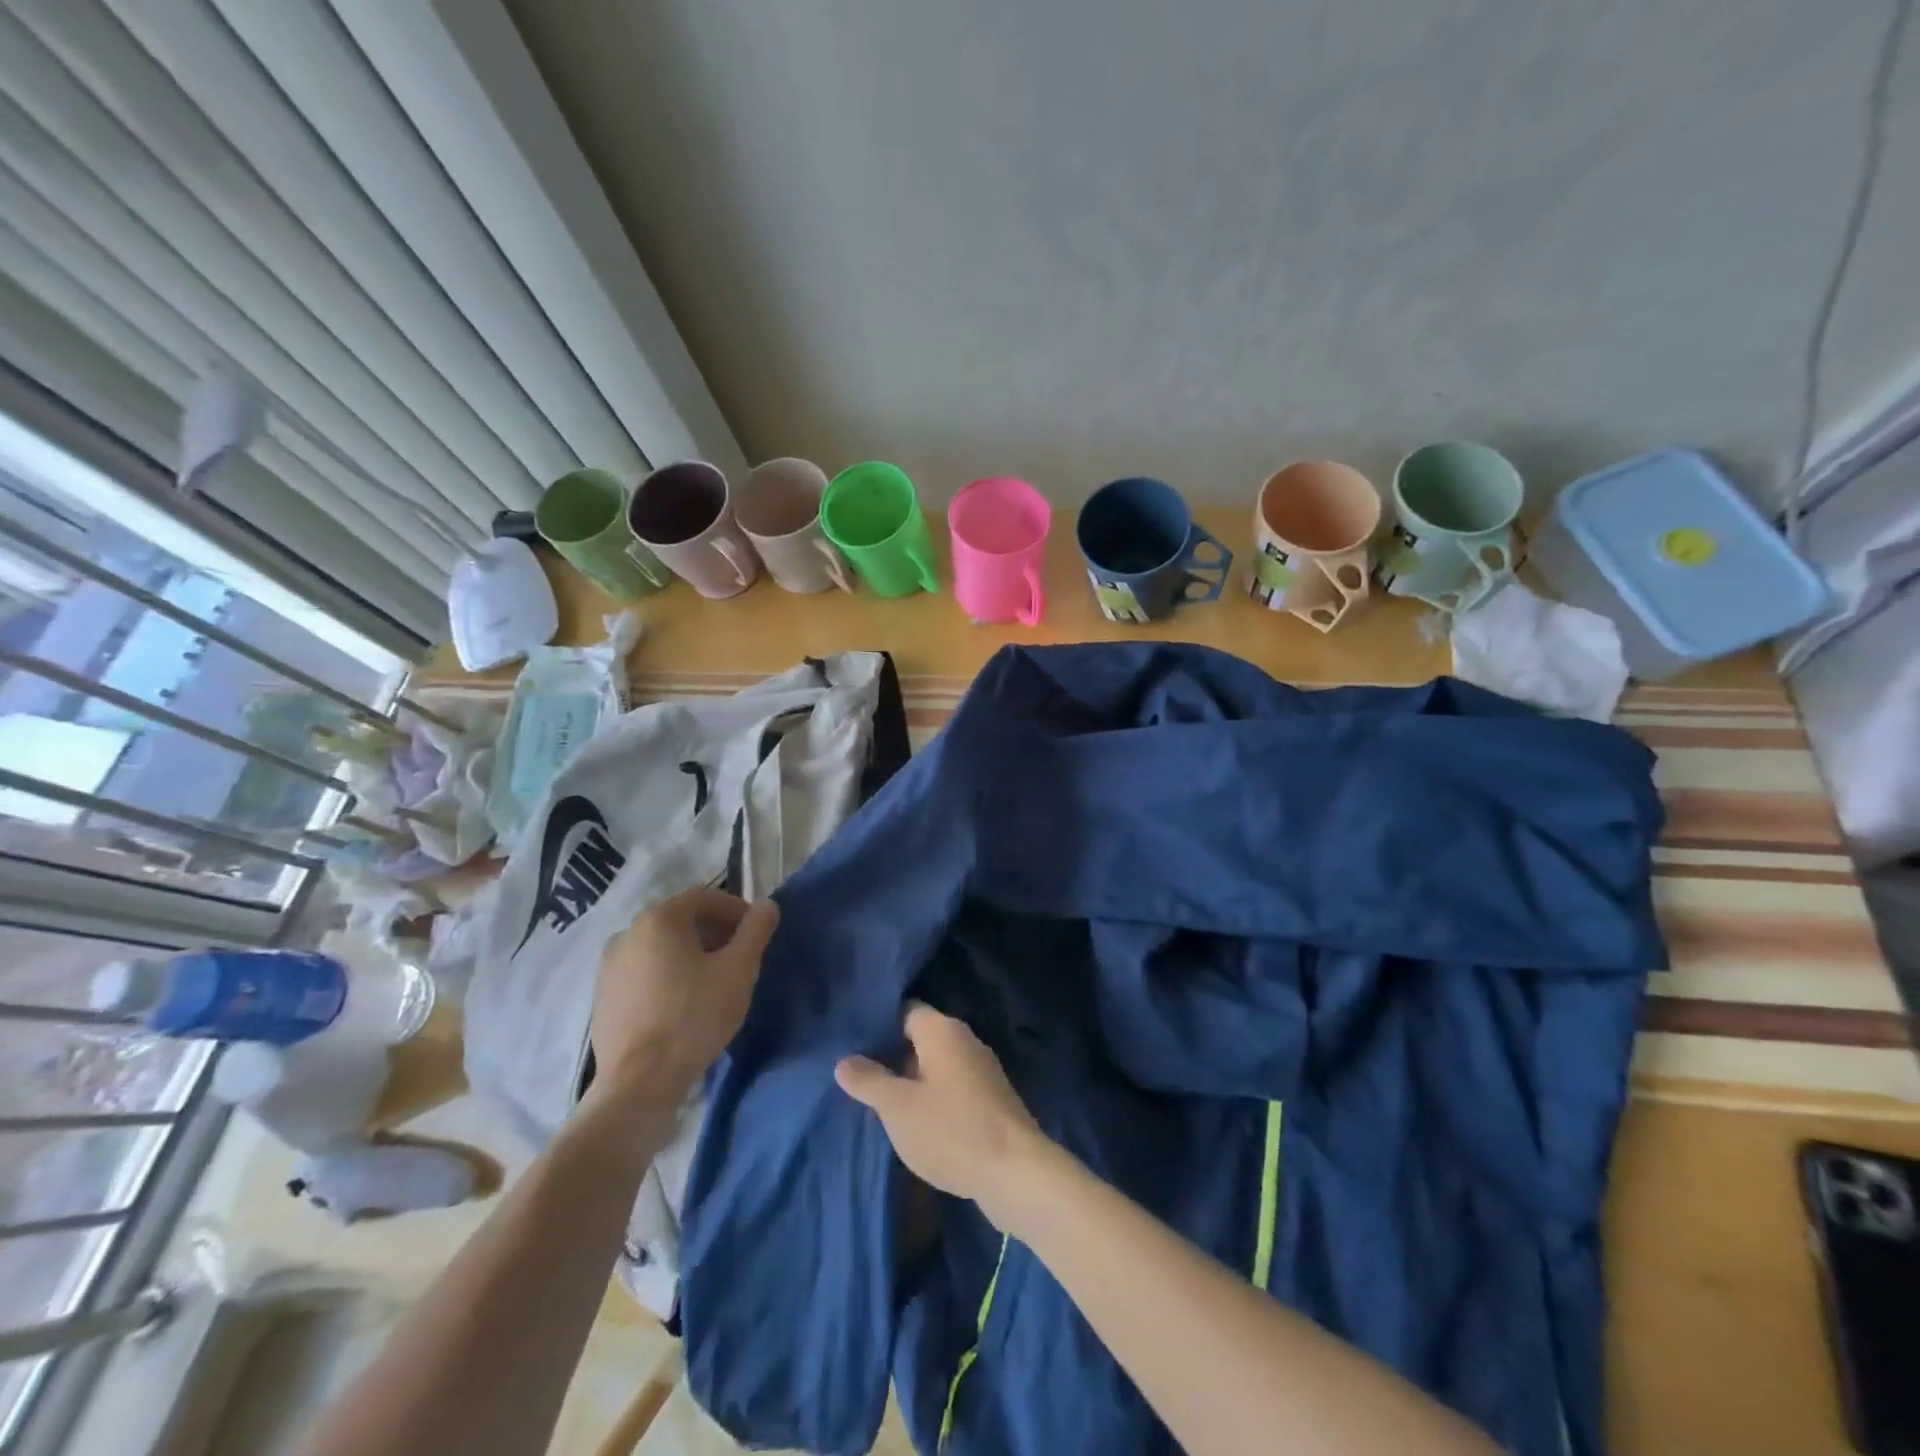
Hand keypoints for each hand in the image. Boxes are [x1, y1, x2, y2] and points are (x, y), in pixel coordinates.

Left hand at [590, 887, 778, 1103]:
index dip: (736, 910)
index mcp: (659, 918)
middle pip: (681, 920)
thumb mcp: (739, 970)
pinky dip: (667, 976)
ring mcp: (609, 966)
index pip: (705, 897)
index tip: (756, 933)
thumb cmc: (694, 1016)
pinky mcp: (603, 997)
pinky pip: (643, 972)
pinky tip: (684, 1004)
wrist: (639, 1083)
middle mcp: (628, 932)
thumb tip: (767, 905)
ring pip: (661, 947)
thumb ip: (756, 931)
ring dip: (691, 954)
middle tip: (739, 957)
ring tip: (714, 983)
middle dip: (715, 932)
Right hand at [835, 1004, 1049, 1222]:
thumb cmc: (952, 1130)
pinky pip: (952, 1088)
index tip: (852, 1044)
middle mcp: (965, 1040)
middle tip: (859, 1079)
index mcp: (943, 1030)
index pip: (905, 1011)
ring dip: (912, 1082)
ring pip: (936, 1066)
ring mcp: (982, 1070)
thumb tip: (844, 1060)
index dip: (879, 1025)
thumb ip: (869, 1080)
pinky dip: (933, 1100)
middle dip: (892, 1057)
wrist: (1016, 1172)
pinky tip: (916, 1125)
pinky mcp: (991, 1099)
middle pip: (920, 1038)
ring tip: (881, 1105)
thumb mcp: (898, 1108)